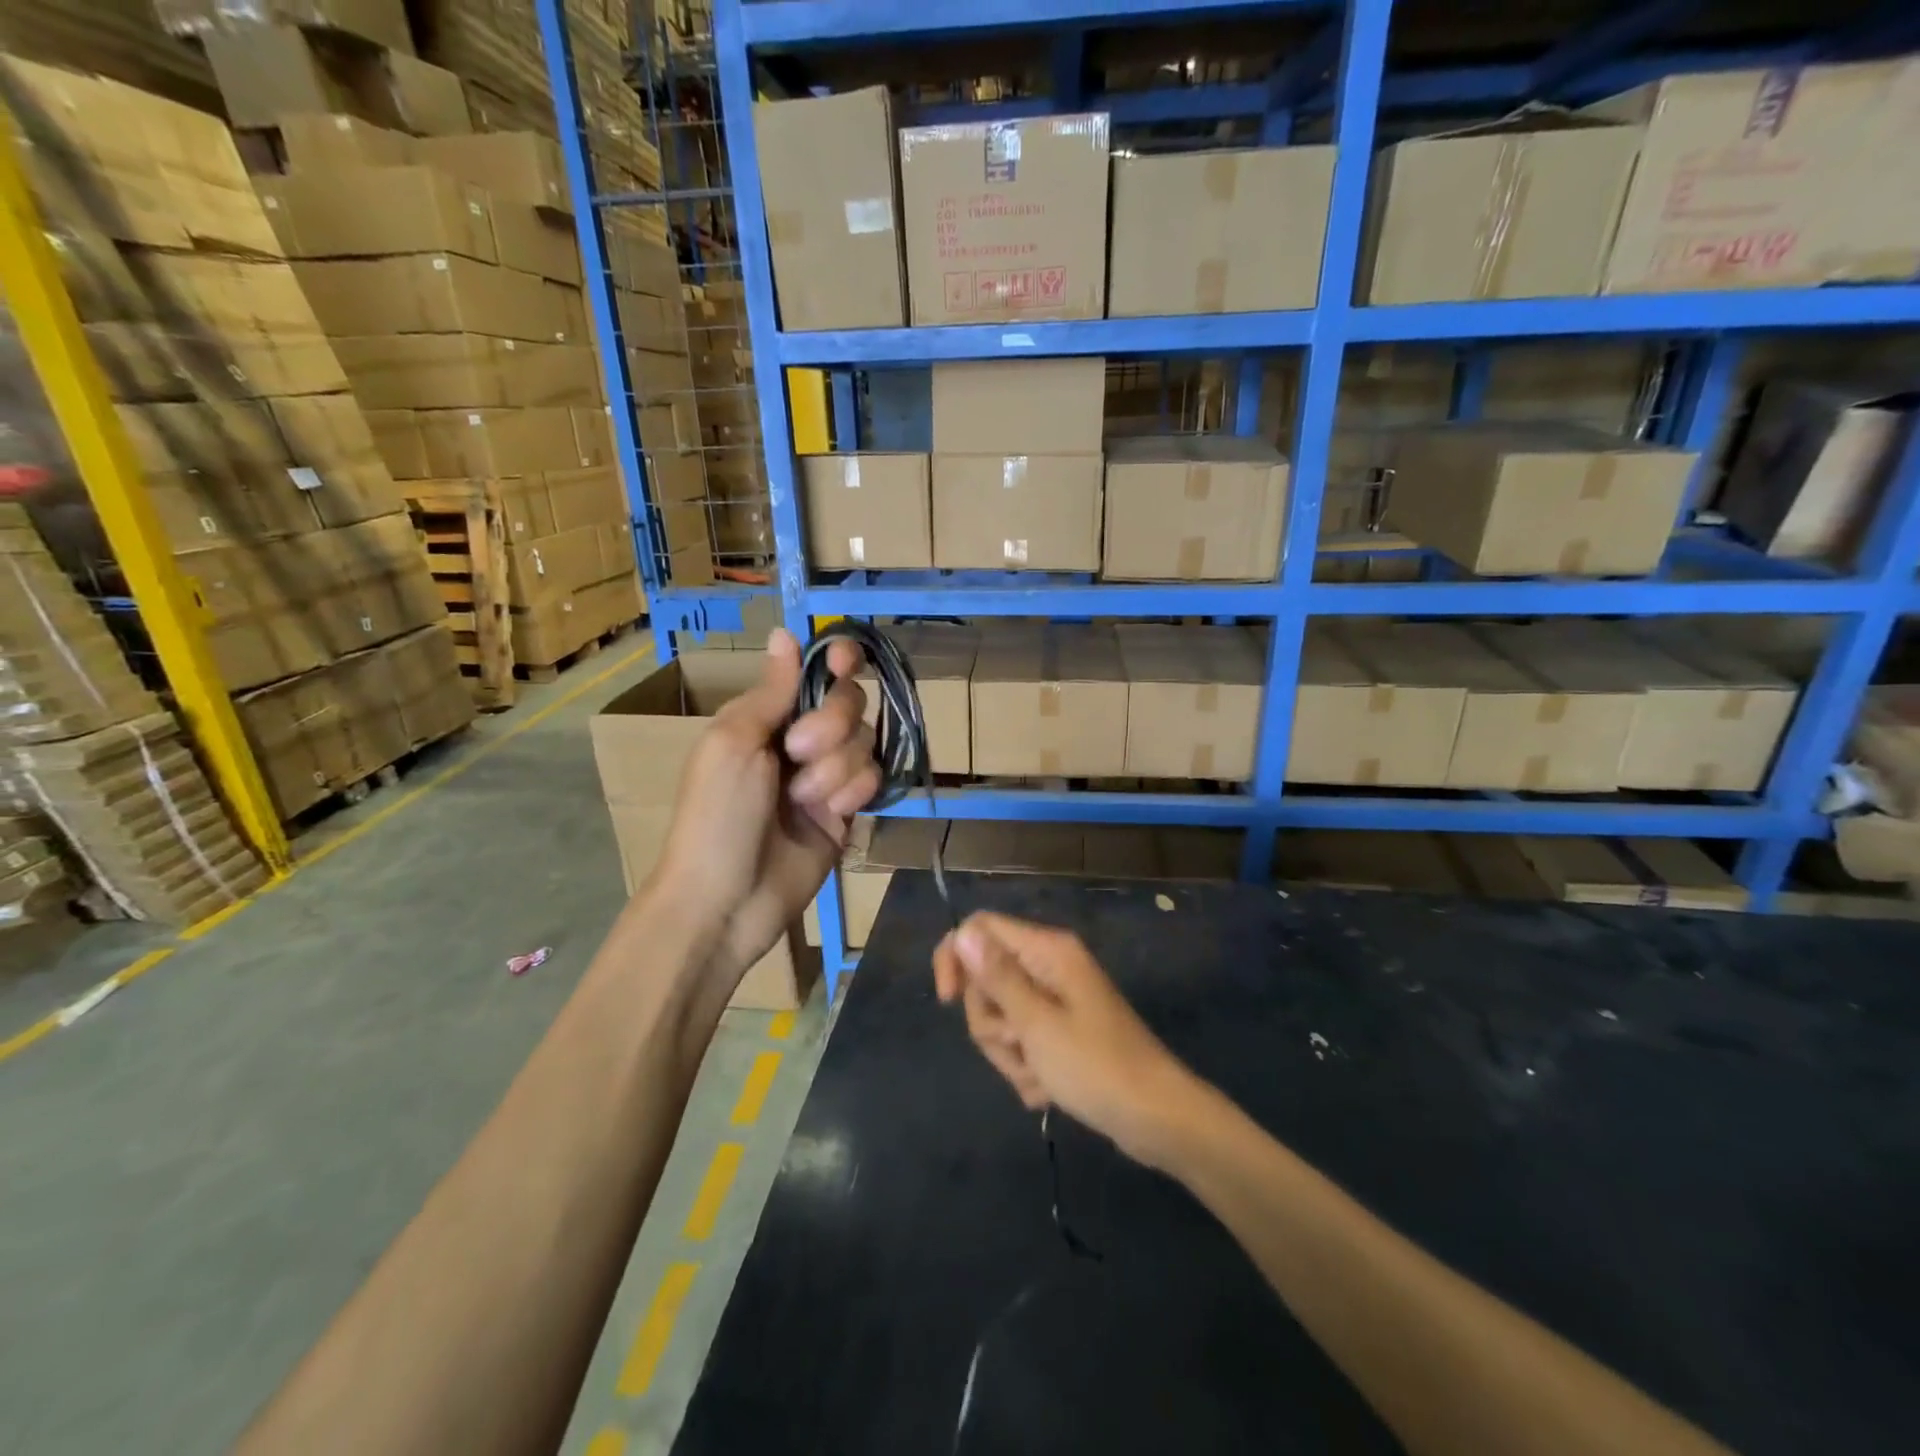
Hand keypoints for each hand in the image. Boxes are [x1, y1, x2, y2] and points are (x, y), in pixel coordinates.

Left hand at [652, 628, 879, 987]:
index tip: (844, 661)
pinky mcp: (847, 812)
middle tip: (796, 753)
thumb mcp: (734, 742)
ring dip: (836, 767)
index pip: (814, 672)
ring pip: (865, 742)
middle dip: (829, 725)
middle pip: (849, 703)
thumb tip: (785, 632)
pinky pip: (872, 779)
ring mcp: (826, 777)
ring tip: (804, 800)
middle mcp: (800, 740)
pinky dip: (853, 792)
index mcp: (766, 717)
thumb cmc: (716, 814)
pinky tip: (831, 815)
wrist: (727, 900)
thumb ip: (771, 690)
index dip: (836, 660)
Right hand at [933, 912, 1199, 1168]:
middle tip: (1020, 1046)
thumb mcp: (1036, 1023)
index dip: (956, 958)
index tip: (947, 1000)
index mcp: (1047, 950)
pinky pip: (1022, 1042)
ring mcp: (1056, 1001)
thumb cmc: (1096, 1066)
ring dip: (1010, 1052)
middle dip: (991, 1022)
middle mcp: (1049, 967)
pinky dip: (1027, 1068)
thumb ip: (997, 976)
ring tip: (1040, 1074)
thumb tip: (963, 931)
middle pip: (986, 979)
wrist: (1156, 1118)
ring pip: (1000, 1016)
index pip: (980, 928)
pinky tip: (1049, 1089)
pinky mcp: (1061, 1033)